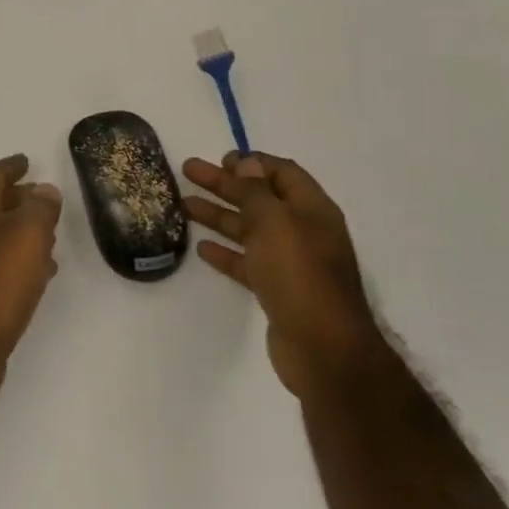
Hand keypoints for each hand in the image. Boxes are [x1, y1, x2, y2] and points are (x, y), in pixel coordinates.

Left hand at [0, 155, 62, 410]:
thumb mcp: (26, 236)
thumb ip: (39, 208)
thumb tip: (44, 190)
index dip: (10, 167)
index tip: (26, 160)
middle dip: (16, 198)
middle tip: (42, 197)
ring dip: (19, 231)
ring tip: (50, 236)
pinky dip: (18, 260)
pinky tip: (40, 273)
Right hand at [182, 152, 386, 398]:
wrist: (324, 350)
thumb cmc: (300, 275)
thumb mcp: (275, 223)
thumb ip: (256, 191)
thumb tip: (247, 163)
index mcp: (312, 210)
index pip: (282, 173)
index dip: (252, 162)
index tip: (220, 159)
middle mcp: (304, 232)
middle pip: (259, 198)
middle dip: (224, 184)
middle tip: (189, 171)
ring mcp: (291, 263)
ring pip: (250, 229)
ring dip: (219, 215)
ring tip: (184, 204)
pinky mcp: (278, 290)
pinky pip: (248, 262)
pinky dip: (226, 252)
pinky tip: (202, 248)